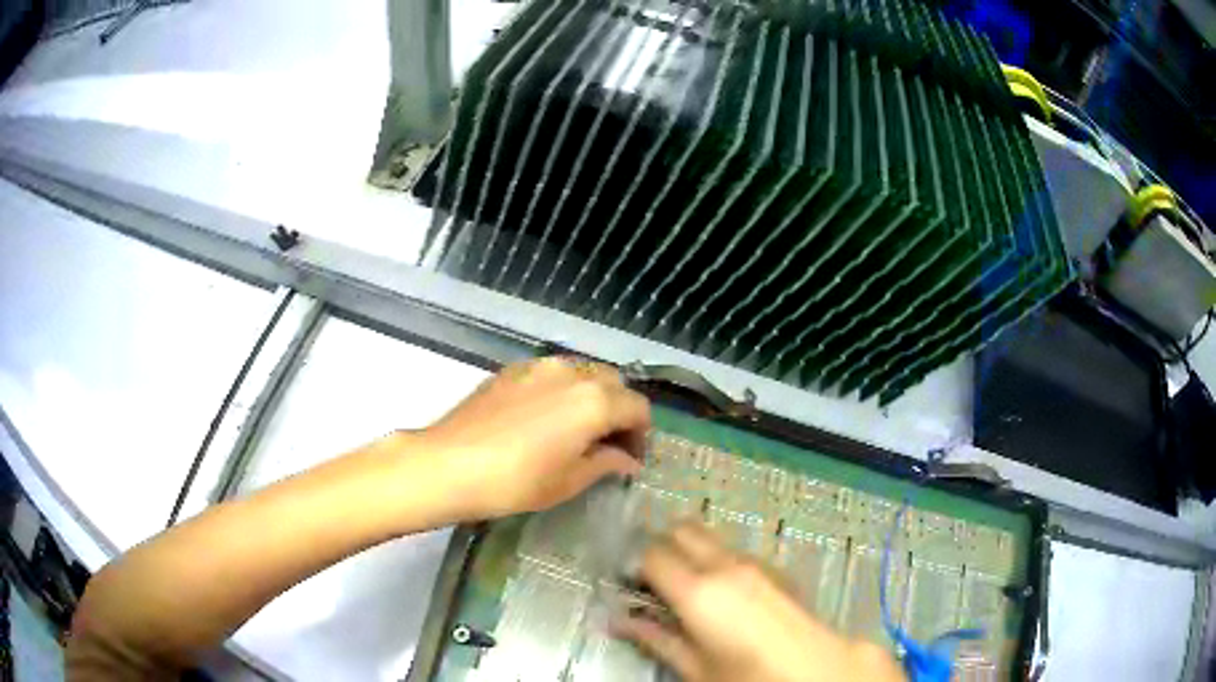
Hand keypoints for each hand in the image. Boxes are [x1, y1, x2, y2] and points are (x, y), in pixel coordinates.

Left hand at [420, 357, 649, 518]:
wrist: (449, 464)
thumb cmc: (515, 481)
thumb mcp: (568, 481)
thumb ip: (605, 463)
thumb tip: (627, 460)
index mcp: (595, 401)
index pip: (638, 408)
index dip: (641, 434)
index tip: (630, 458)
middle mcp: (573, 372)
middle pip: (614, 383)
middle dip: (619, 410)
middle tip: (607, 443)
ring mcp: (540, 366)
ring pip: (583, 372)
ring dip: (592, 396)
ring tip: (577, 428)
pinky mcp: (513, 369)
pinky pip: (553, 372)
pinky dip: (564, 389)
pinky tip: (545, 417)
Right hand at [615, 522, 905, 681]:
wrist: (818, 670)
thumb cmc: (748, 676)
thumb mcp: (695, 668)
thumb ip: (655, 639)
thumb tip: (618, 622)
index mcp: (698, 590)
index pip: (651, 554)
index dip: (634, 566)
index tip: (628, 586)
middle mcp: (725, 565)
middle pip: (682, 530)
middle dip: (662, 547)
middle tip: (653, 583)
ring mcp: (755, 564)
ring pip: (711, 538)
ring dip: (691, 553)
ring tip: (687, 592)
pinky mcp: (776, 570)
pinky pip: (735, 553)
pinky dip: (718, 561)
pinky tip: (723, 596)